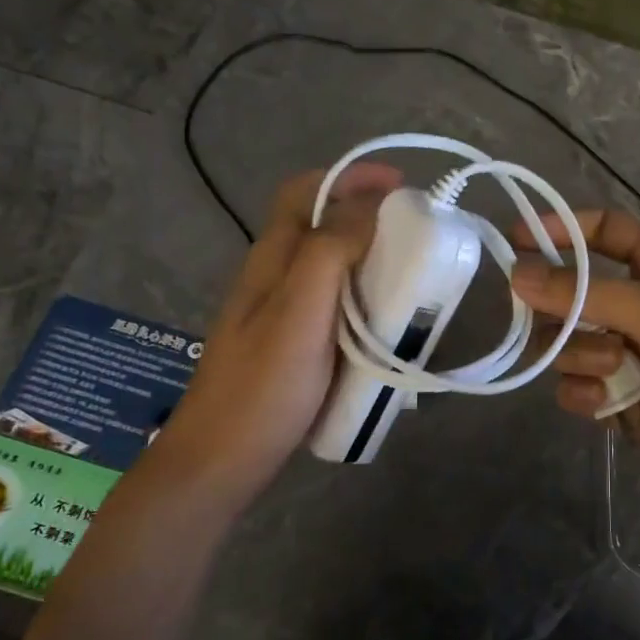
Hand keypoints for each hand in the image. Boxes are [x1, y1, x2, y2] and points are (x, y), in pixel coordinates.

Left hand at [149, 163, 401, 509]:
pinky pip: (336, 308)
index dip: (349, 177)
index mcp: (271, 260)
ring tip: (415, 276)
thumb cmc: (262, 387)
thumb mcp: (298, 312)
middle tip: (418, 235)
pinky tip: (390, 324)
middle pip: (320, 227)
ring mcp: (283, 316)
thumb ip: (329, 252)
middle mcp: (275, 279)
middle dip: (368, 217)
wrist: (221, 462)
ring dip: (371, 260)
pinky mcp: (295, 348)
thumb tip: (368, 204)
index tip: (401, 185)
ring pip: (331, 270)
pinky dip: (366, 301)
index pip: (303, 192)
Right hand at [511, 210, 639, 529]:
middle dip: (564, 309)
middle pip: (569, 291)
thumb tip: (516, 273)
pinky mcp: (615, 399)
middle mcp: (638, 305)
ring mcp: (624, 355)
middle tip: (567, 322)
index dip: (561, 230)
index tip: (516, 239)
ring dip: (580, 355)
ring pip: (563, 342)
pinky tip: (610, 404)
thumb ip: (589, 293)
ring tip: (617, 370)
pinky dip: (584, 393)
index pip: (603, 232)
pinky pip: (573, 386)